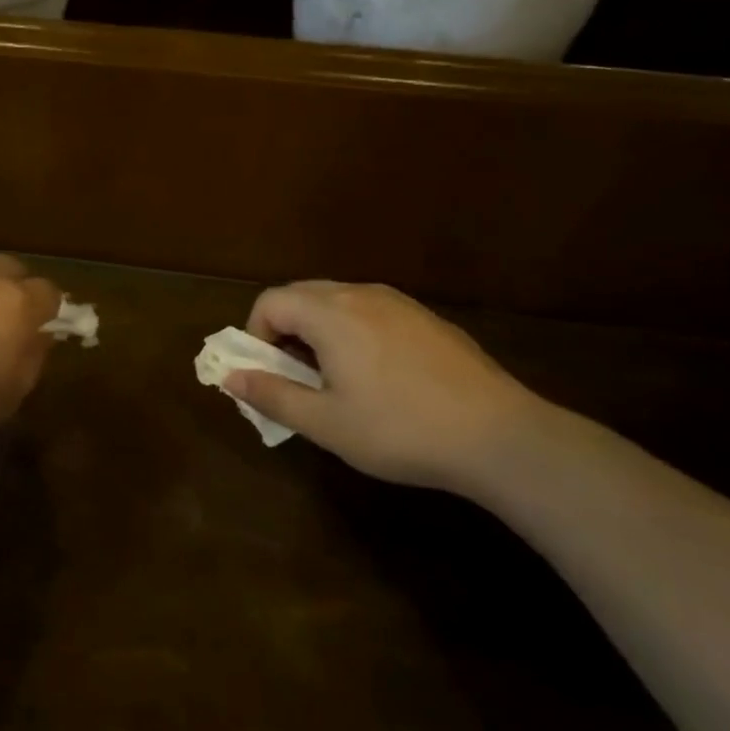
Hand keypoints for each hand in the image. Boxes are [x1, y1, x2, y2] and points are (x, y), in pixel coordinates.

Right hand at [223, 282, 550, 492]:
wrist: (499, 436)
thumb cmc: (400, 430)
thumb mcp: (325, 423)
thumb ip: (272, 395)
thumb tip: (230, 377)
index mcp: (330, 314)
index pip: (270, 301)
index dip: (255, 334)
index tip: (268, 374)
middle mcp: (361, 294)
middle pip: (301, 294)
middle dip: (284, 329)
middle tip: (294, 376)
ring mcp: (399, 303)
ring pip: (338, 301)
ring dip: (318, 330)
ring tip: (334, 378)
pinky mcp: (427, 319)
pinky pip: (371, 311)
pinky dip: (353, 331)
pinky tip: (378, 376)